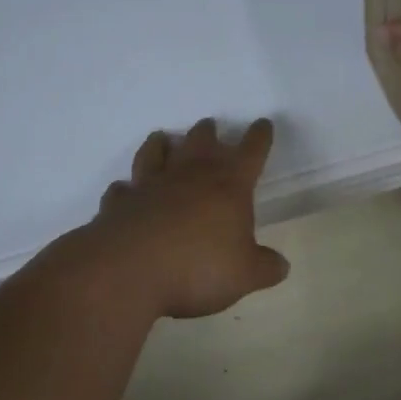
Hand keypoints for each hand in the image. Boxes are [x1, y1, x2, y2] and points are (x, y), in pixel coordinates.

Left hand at [83, 118, 290, 319]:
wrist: (128, 271)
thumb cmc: (198, 267)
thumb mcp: (244, 275)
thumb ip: (265, 267)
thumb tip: (281, 265)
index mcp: (228, 184)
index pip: (250, 151)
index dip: (259, 137)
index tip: (263, 124)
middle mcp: (189, 175)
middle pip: (201, 141)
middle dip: (208, 133)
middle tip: (210, 126)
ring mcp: (150, 185)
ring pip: (155, 153)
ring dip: (161, 144)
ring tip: (163, 138)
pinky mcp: (119, 203)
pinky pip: (122, 189)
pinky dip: (126, 188)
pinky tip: (126, 190)